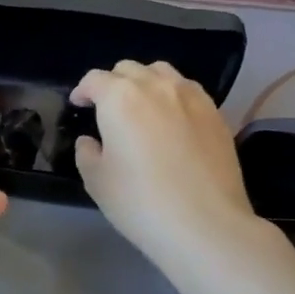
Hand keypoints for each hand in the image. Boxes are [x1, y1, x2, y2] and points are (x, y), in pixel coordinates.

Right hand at [70, 60, 258, 269]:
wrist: (205, 224)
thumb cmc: (140, 202)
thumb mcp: (97, 181)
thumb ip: (87, 153)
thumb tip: (91, 141)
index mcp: (119, 98)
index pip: (95, 79)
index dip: (82, 90)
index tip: (79, 105)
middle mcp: (155, 86)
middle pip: (128, 69)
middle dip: (113, 84)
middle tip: (108, 109)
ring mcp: (190, 96)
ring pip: (161, 72)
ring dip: (144, 82)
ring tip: (142, 107)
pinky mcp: (215, 113)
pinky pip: (188, 90)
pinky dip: (173, 95)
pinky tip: (173, 119)